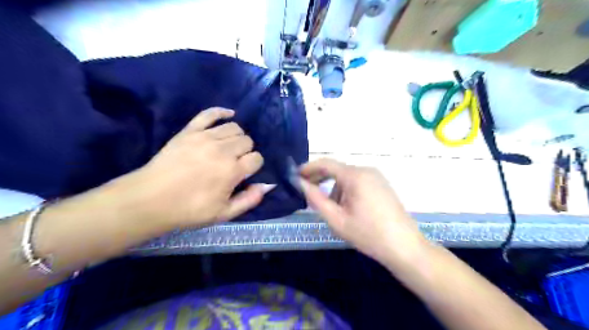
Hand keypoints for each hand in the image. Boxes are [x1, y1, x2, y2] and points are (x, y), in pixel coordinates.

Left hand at [108, 108, 270, 232]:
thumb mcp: (224, 214)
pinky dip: (222, 112)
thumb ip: (249, 200)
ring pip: (234, 127)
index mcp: (233, 171)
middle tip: (235, 162)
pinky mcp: (190, 131)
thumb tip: (267, 186)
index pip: (257, 158)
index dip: (254, 165)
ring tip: (229, 147)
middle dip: (246, 151)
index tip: (245, 172)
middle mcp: (223, 150)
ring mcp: (205, 137)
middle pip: (247, 141)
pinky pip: (210, 114)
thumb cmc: (189, 209)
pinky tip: (229, 114)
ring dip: (237, 137)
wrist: (150, 199)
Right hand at [301, 158, 426, 266]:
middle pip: (337, 170)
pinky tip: (347, 208)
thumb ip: (315, 199)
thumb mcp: (336, 219)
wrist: (404, 247)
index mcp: (355, 176)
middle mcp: (366, 170)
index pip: (326, 164)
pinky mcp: (382, 185)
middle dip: (320, 180)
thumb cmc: (368, 234)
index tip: (295, 176)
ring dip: (334, 189)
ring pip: (346, 178)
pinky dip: (346, 191)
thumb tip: (299, 183)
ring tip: (332, 211)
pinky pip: (357, 182)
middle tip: (307, 193)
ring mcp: (376, 177)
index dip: (309, 168)